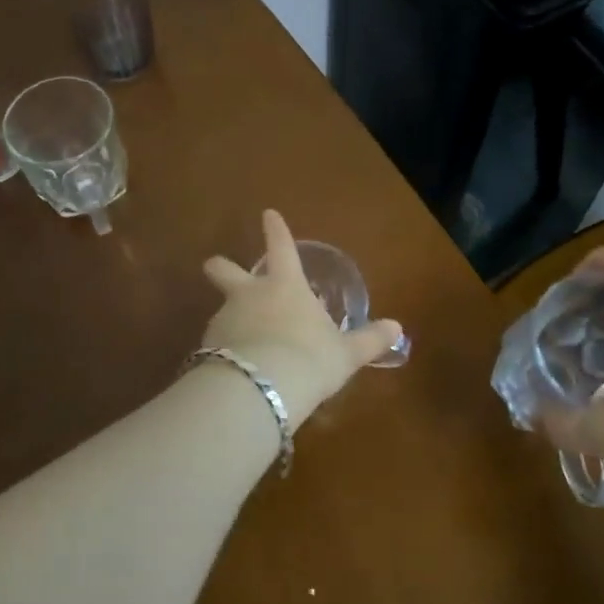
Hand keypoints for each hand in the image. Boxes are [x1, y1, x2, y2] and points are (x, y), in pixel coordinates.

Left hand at [201, 210, 401, 424]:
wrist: (260, 390)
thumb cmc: (310, 359)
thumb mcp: (346, 353)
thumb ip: (369, 340)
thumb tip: (396, 328)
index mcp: (285, 285)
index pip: (280, 247)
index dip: (275, 229)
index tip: (268, 214)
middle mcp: (249, 295)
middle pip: (224, 270)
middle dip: (220, 267)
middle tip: (215, 267)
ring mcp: (224, 319)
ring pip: (222, 310)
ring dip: (230, 320)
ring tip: (245, 346)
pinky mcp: (206, 348)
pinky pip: (217, 344)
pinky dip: (225, 352)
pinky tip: (236, 371)